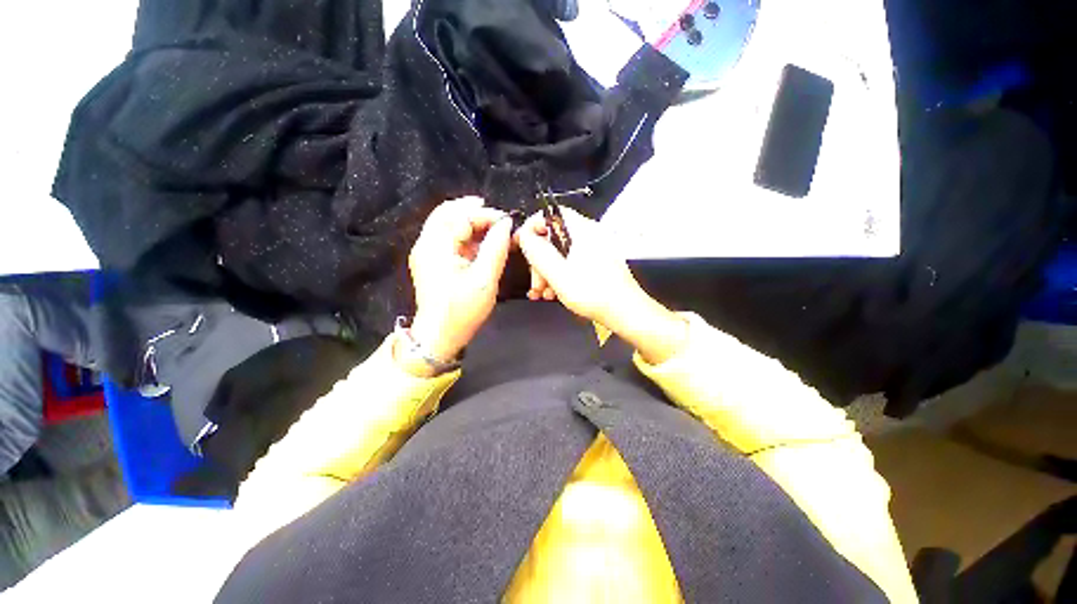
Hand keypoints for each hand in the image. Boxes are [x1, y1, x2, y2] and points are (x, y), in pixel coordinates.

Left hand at [407, 197, 511, 364]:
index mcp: (436, 247)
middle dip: (474, 210)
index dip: (485, 214)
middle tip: (498, 217)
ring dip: (471, 221)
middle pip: (448, 213)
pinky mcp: (432, 261)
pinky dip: (466, 235)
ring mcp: (427, 252)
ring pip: (447, 224)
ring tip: (494, 227)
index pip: (460, 216)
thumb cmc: (462, 311)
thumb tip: (506, 225)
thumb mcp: (485, 279)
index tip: (507, 222)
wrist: (440, 336)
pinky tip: (482, 241)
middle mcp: (426, 244)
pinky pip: (448, 238)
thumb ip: (496, 248)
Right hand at [515, 208, 687, 363]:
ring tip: (542, 293)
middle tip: (535, 281)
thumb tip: (524, 236)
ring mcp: (595, 249)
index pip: (550, 215)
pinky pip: (572, 263)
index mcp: (582, 230)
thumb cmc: (594, 293)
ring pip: (561, 253)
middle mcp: (590, 235)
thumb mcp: (558, 273)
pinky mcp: (597, 263)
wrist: (625, 312)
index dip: (531, 228)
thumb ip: (538, 252)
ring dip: (547, 272)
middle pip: (554, 238)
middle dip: (539, 260)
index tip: (520, 244)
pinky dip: (560, 276)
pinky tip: (554, 293)